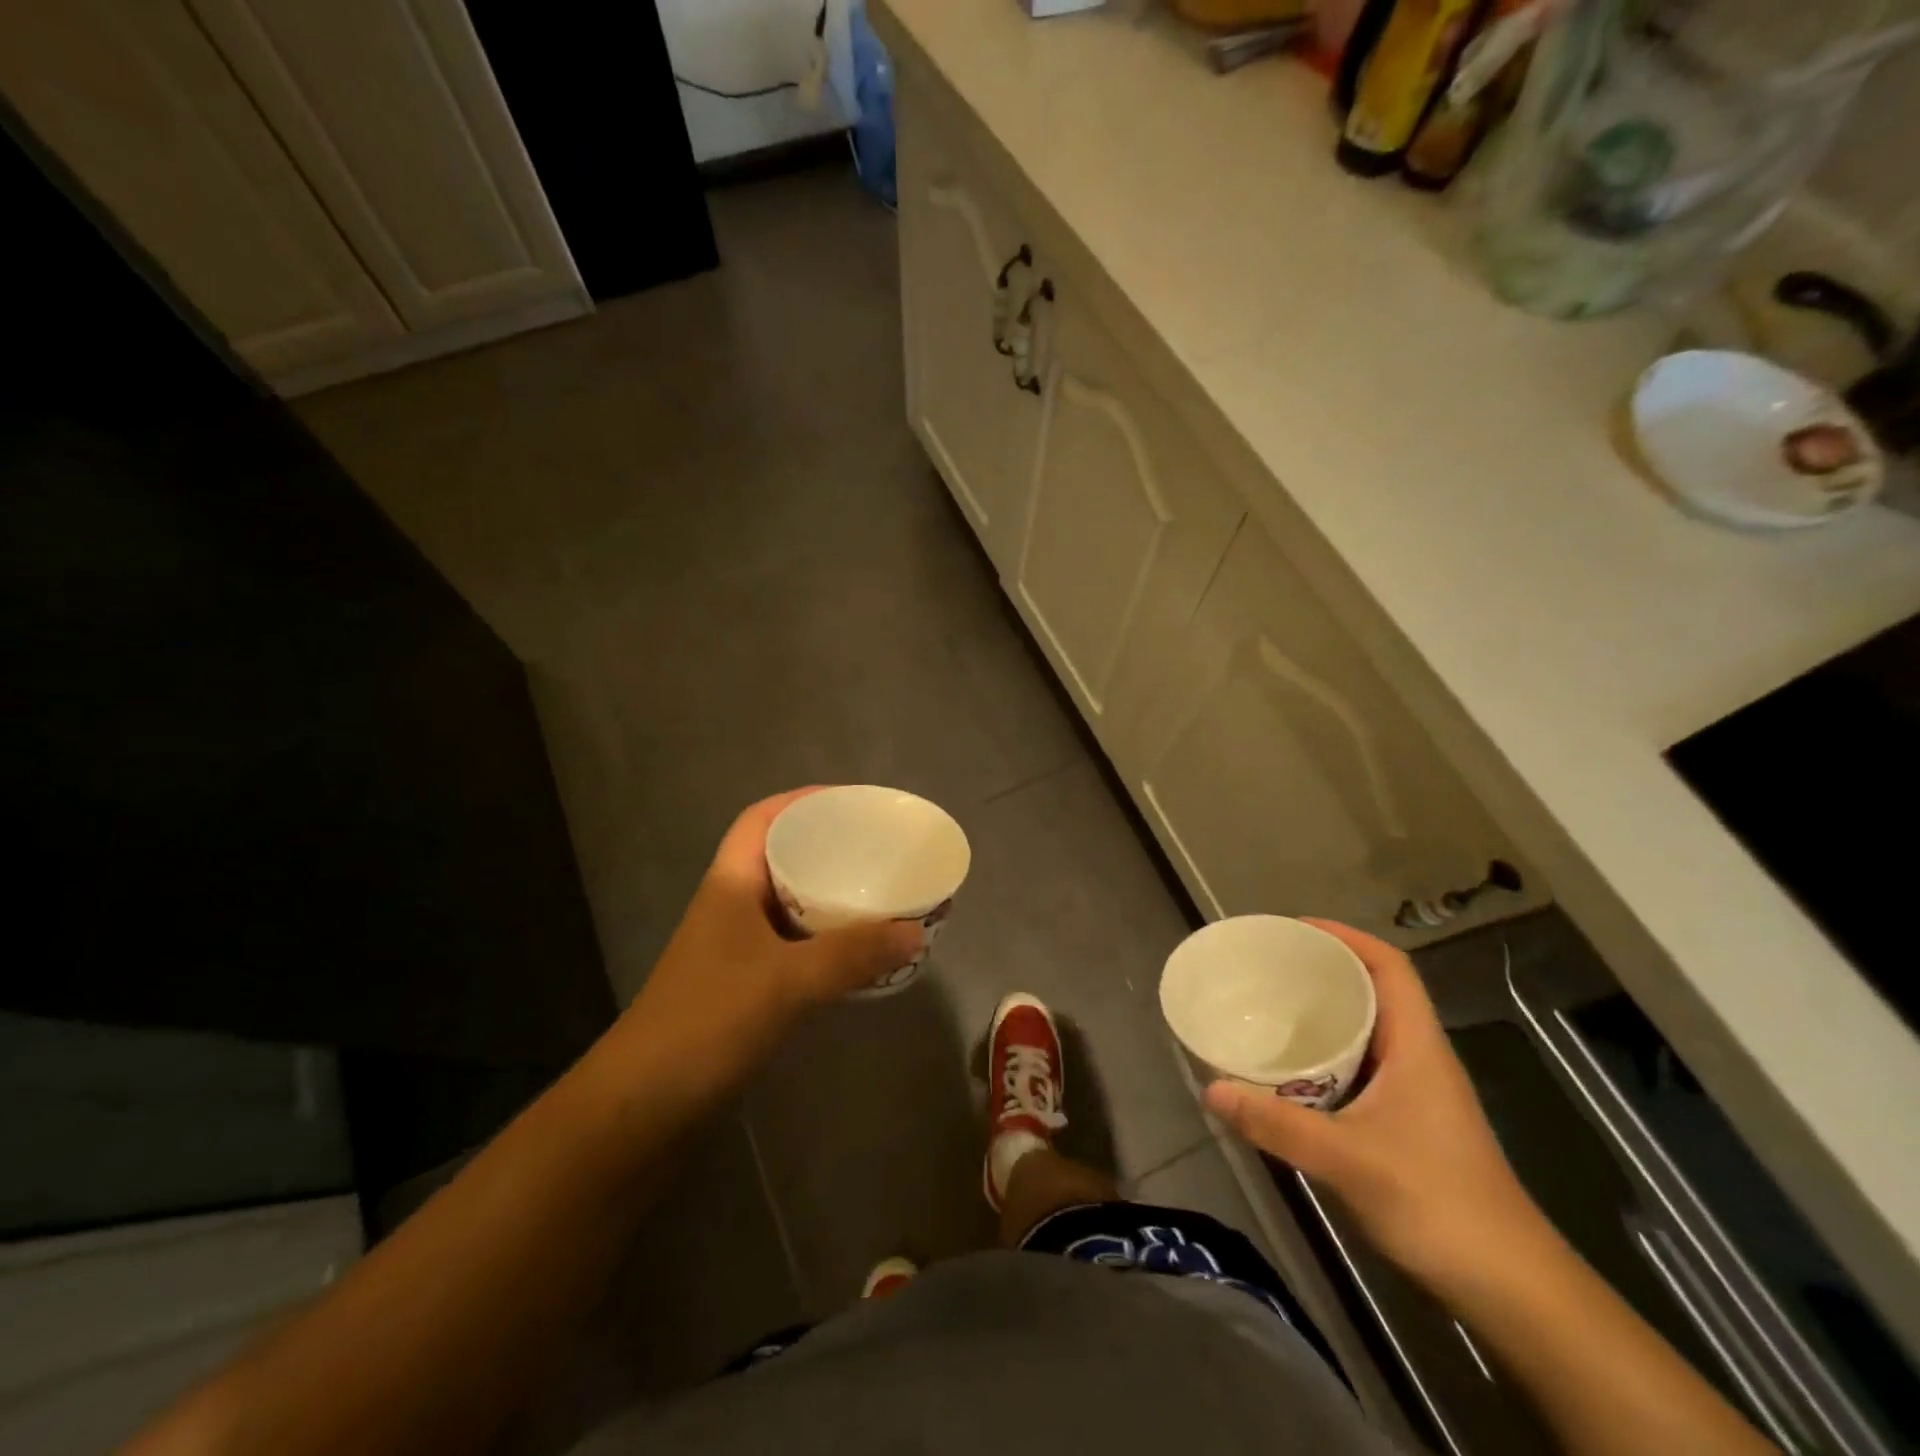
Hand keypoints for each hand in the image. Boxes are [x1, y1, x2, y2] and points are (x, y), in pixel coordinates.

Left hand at [618, 789, 921, 1090]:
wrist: (642, 1104)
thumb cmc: (708, 1021)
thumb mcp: (787, 981)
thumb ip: (852, 955)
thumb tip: (914, 931)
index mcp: (730, 883)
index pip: (762, 819)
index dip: (802, 801)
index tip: (850, 802)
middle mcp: (731, 905)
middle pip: (781, 857)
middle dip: (827, 847)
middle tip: (877, 849)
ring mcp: (735, 946)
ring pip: (789, 903)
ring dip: (829, 896)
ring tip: (878, 893)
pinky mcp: (743, 983)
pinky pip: (793, 943)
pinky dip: (824, 939)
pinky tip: (856, 951)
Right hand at [1204, 919, 1549, 1292]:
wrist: (1512, 1289)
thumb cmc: (1439, 1205)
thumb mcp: (1349, 1161)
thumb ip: (1278, 1124)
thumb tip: (1211, 1088)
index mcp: (1417, 1046)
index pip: (1389, 967)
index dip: (1345, 936)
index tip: (1294, 929)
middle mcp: (1418, 1057)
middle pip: (1373, 990)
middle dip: (1322, 970)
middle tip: (1267, 967)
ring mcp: (1416, 1092)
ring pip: (1366, 1030)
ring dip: (1323, 1014)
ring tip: (1269, 1007)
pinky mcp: (1407, 1122)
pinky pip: (1359, 1066)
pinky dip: (1325, 1055)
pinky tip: (1290, 1072)